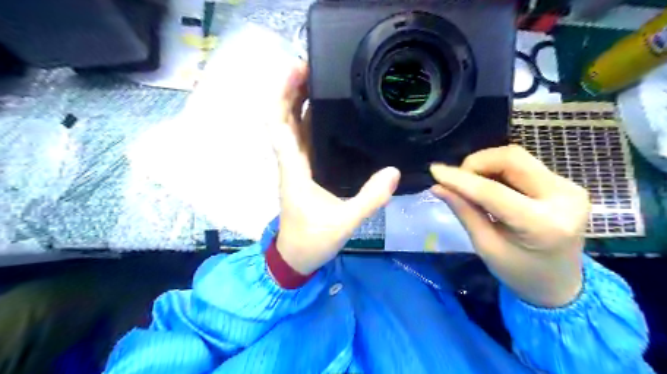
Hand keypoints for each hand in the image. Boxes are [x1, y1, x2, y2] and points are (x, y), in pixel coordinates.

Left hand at [270, 63, 400, 275]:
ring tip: (318, 79)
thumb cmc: (313, 240)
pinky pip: (304, 139)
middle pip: (283, 119)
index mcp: (294, 169)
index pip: (279, 125)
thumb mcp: (344, 222)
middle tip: (311, 66)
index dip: (283, 95)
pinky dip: (309, 121)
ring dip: (299, 102)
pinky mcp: (305, 172)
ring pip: (292, 128)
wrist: (297, 257)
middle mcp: (292, 162)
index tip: (297, 71)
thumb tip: (394, 172)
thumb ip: (369, 199)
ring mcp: (298, 166)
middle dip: (291, 90)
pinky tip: (325, 111)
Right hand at [428, 144, 586, 308]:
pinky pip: (523, 164)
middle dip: (476, 164)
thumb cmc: (519, 272)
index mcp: (543, 225)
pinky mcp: (565, 183)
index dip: (461, 179)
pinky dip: (498, 170)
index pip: (494, 192)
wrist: (560, 283)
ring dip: (486, 165)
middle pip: (512, 159)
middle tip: (457, 180)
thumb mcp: (486, 246)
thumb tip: (438, 187)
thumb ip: (464, 212)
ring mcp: (568, 187)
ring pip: (517, 157)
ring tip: (471, 184)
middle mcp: (564, 199)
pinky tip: (489, 185)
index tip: (435, 171)